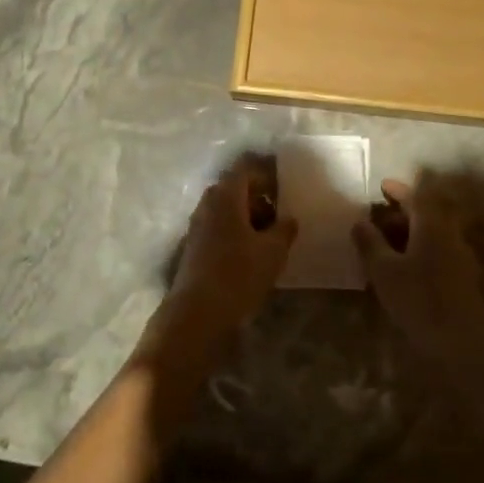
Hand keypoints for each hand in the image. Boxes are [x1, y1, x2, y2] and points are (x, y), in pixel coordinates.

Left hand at [154, 159, 297, 348]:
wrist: (197, 312)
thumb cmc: (238, 274)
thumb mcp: (273, 251)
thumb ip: (284, 229)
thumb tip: (289, 218)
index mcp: (225, 196)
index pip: (246, 169)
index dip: (266, 174)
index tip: (285, 189)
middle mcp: (207, 204)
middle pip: (234, 189)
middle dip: (258, 198)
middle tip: (280, 215)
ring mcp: (197, 225)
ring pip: (226, 210)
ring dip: (247, 217)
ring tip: (270, 237)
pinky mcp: (194, 246)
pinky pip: (218, 227)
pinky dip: (236, 232)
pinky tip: (251, 253)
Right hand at [352, 176, 483, 363]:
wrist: (461, 344)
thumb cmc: (418, 300)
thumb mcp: (384, 270)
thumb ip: (370, 242)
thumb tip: (359, 221)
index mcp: (433, 227)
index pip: (417, 196)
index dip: (399, 189)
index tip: (382, 186)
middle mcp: (450, 236)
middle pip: (427, 214)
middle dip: (402, 213)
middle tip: (377, 219)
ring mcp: (460, 258)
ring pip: (433, 235)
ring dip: (410, 233)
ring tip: (385, 245)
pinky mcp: (463, 280)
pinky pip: (438, 252)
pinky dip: (419, 250)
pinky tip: (403, 268)